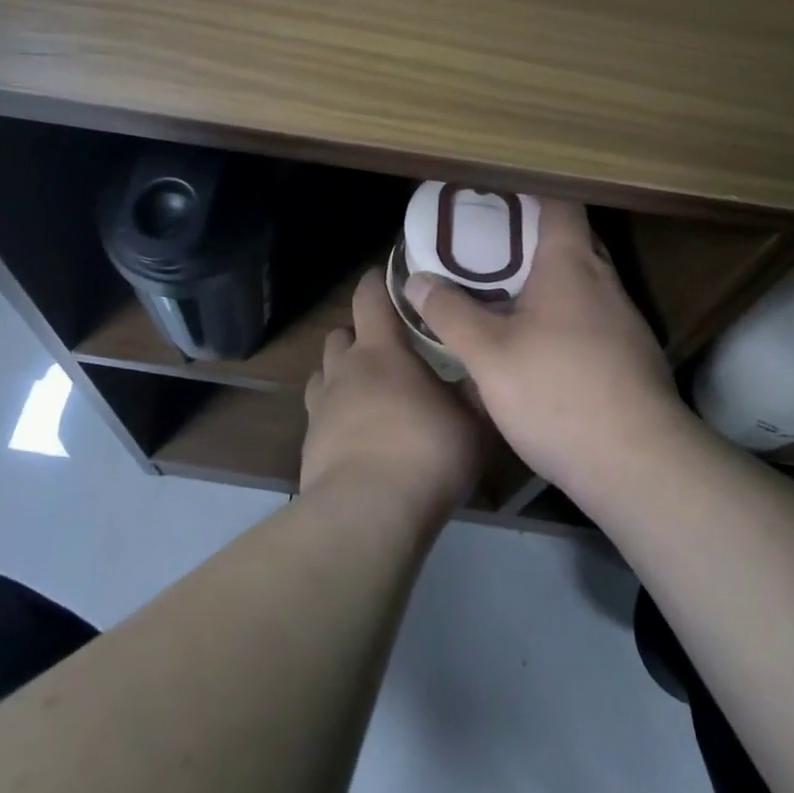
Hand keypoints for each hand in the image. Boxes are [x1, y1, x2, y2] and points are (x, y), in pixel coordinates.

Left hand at [301, 270, 485, 522]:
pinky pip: (320, 414)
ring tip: (369, 395)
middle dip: (359, 335)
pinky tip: (358, 438)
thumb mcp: (471, 423)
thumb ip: (476, 391)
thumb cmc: (424, 454)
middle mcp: (344, 368)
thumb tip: (484, 371)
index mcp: (380, 350)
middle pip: (340, 333)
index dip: (378, 281)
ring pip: (324, 373)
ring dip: (342, 375)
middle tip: (389, 350)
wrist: (366, 515)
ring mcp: (320, 407)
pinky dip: (335, 416)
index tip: (392, 277)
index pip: (369, 296)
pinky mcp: (309, 444)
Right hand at [401, 200, 683, 496]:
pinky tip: (542, 347)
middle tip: (491, 246)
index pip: (561, 204)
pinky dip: (567, 317)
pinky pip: (595, 318)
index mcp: (571, 265)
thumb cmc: (557, 392)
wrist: (639, 465)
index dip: (532, 192)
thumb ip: (451, 314)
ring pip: (585, 283)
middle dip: (534, 238)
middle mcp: (605, 282)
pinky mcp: (634, 358)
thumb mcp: (488, 355)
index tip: (499, 196)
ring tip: (508, 294)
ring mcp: (626, 321)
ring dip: (551, 281)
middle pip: (573, 240)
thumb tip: (417, 281)